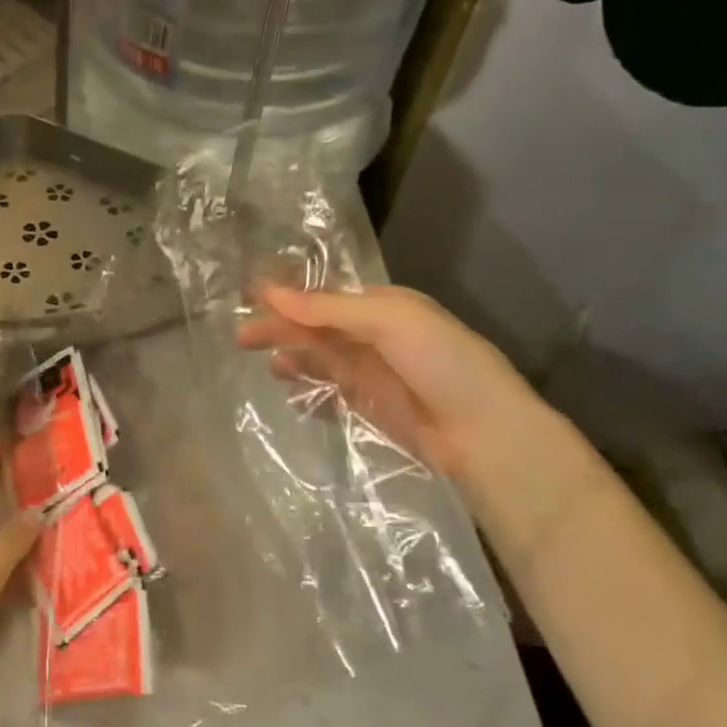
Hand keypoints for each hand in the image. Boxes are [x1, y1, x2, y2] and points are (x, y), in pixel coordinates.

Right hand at [236, 283, 535, 480]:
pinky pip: (329, 395)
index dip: (288, 297)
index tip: (249, 298)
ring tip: (269, 368)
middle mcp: (374, 336)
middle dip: (281, 329)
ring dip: (293, 360)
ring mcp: (372, 374)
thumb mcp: (388, 321)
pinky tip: (290, 396)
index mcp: (383, 306)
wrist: (485, 435)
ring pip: (320, 361)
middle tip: (242, 337)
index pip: (325, 296)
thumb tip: (270, 292)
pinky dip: (308, 394)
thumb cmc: (442, 363)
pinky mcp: (369, 409)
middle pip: (317, 328)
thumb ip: (328, 308)